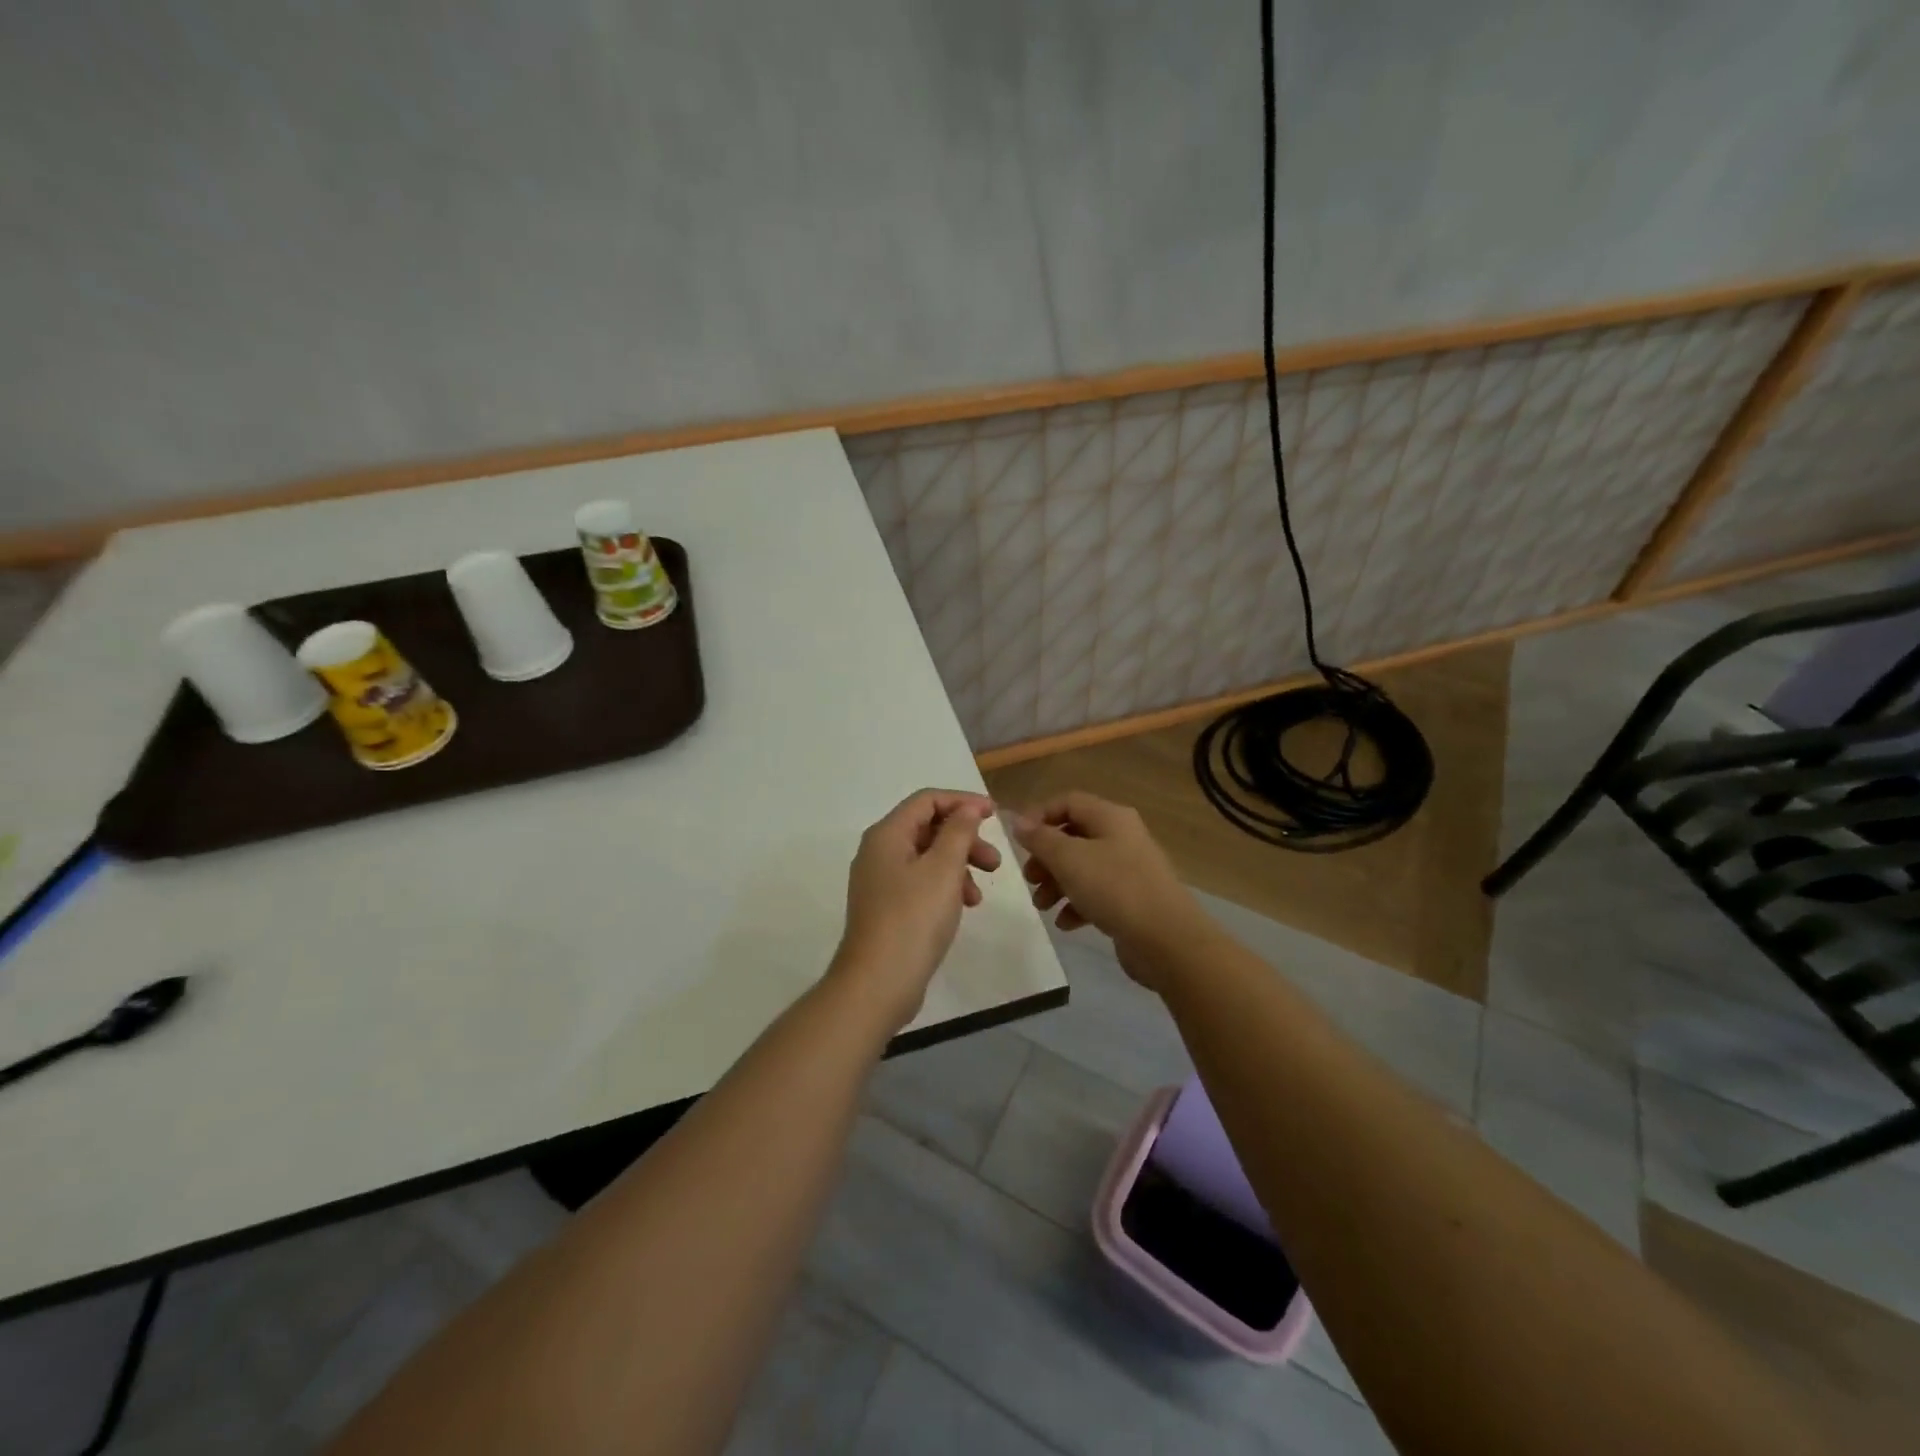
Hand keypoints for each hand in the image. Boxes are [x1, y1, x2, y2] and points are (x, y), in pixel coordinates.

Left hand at [832, 788, 1001, 1029]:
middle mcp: (879, 852)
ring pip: (927, 858)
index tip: (994, 814)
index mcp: (887, 835)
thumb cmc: (913, 919)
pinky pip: (921, 883)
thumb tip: (967, 808)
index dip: (962, 801)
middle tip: (995, 861)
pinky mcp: (887, 908)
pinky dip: (946, 887)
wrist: (878, 983)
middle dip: (965, 839)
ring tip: (980, 894)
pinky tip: (964, 907)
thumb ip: (958, 832)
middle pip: (928, 828)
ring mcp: (880, 882)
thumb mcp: (943, 869)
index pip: (926, 800)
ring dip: (959, 866)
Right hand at [1009, 792, 1207, 990]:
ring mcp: (1129, 869)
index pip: (1068, 802)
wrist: (1167, 939)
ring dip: (1056, 883)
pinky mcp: (1132, 900)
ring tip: (1042, 905)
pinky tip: (1065, 923)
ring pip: (1083, 867)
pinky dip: (1077, 904)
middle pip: (1073, 836)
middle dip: (1046, 857)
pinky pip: (1097, 894)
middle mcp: (1121, 837)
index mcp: (1110, 817)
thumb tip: (1019, 821)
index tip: (1018, 841)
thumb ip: (1040, 838)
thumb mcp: (1069, 859)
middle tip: (1029, 878)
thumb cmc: (1114, 888)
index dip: (1039, 815)